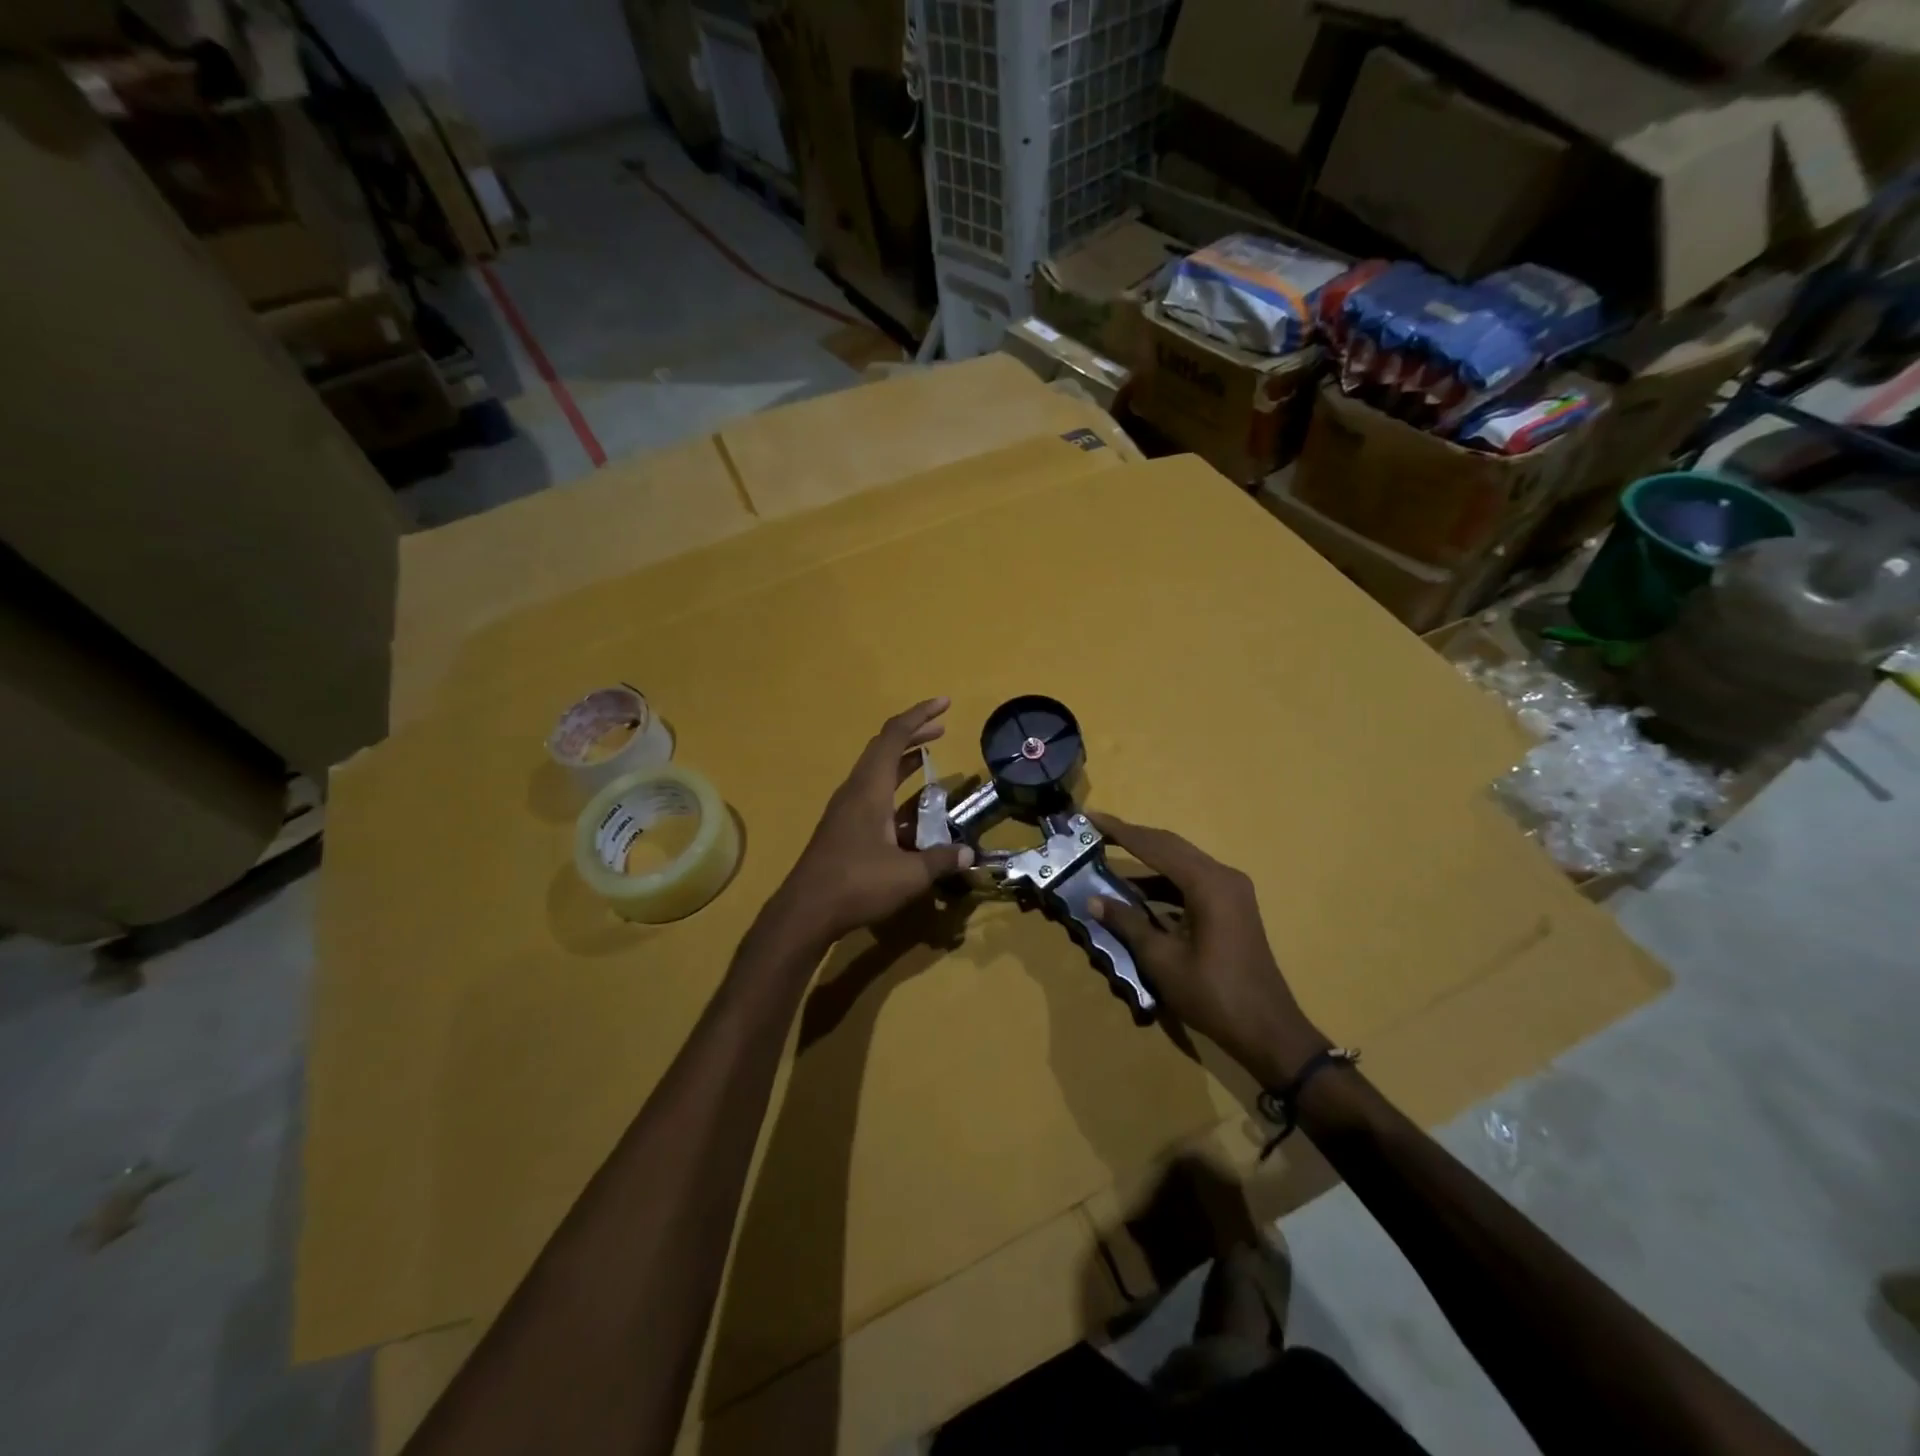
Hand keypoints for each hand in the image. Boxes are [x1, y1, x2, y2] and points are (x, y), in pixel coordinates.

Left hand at [773, 698, 974, 943]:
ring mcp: (845, 807)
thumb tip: (969, 853)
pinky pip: (871, 789)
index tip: (945, 704)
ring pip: (875, 768)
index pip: (894, 737)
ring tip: (929, 754)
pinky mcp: (842, 825)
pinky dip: (893, 782)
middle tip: (942, 727)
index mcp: (870, 789)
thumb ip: (941, 860)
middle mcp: (855, 790)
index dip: (919, 716)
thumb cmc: (857, 884)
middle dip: (913, 732)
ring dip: (902, 757)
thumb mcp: (909, 875)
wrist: (806, 910)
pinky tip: (909, 802)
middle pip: (883, 746)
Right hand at [1087, 813, 1325, 1083]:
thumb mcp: (1162, 960)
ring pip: (1182, 862)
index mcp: (1207, 884)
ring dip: (1147, 860)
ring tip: (1109, 857)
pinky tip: (1139, 893)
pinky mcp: (1232, 907)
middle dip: (1132, 837)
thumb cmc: (1213, 996)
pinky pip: (1192, 881)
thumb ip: (1128, 924)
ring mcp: (1232, 891)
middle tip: (1095, 831)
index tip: (1089, 817)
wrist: (1268, 1031)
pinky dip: (1164, 882)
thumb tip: (1094, 900)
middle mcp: (1223, 877)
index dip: (1119, 831)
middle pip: (1170, 846)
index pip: (1154, 846)